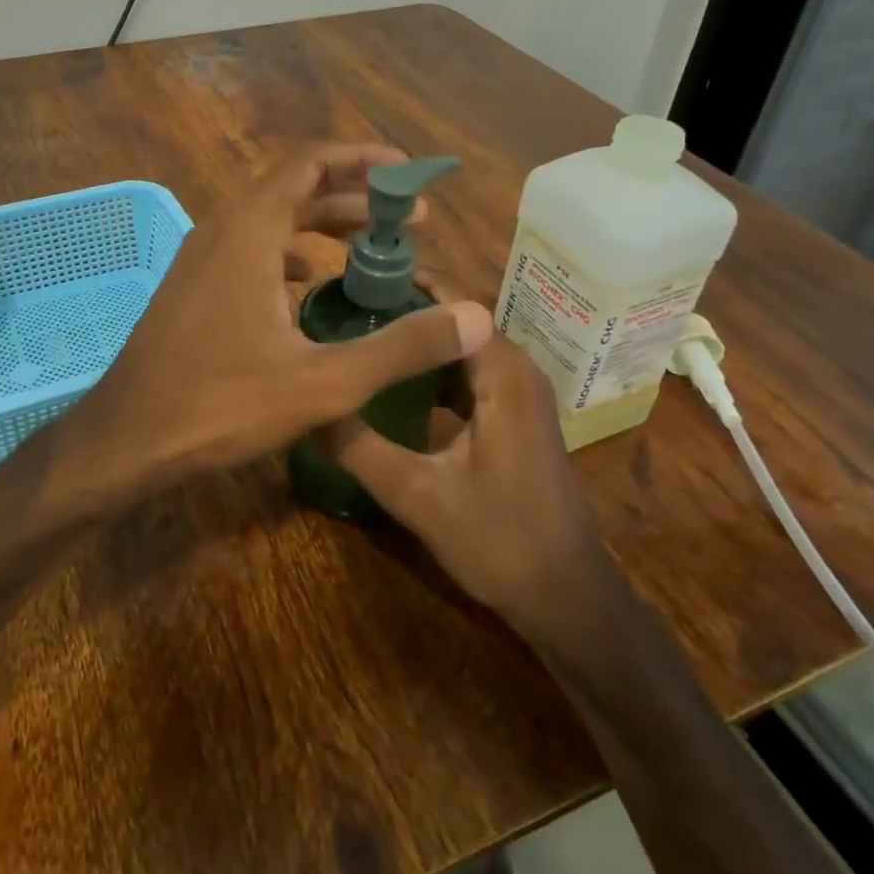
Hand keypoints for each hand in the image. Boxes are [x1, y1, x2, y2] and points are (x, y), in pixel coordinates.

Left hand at [60, 144, 493, 503]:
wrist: (127, 440)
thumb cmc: (221, 406)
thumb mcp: (323, 381)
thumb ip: (401, 347)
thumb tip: (476, 318)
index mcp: (250, 232)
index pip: (311, 164)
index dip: (364, 160)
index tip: (410, 175)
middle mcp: (221, 231)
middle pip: (295, 191)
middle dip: (355, 200)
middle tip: (410, 224)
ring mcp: (199, 260)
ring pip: (270, 224)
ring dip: (322, 230)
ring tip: (371, 255)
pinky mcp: (191, 289)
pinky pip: (248, 253)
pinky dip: (289, 257)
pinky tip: (311, 293)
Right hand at [319, 302, 603, 627]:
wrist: (565, 596)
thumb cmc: (499, 540)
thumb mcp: (418, 495)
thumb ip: (360, 448)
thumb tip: (307, 407)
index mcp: (503, 375)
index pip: (454, 303)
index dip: (406, 283)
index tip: (355, 277)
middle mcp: (517, 372)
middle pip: (456, 321)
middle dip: (405, 310)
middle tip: (346, 306)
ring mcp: (519, 396)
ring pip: (462, 349)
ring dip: (419, 341)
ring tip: (362, 336)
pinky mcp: (514, 418)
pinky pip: (469, 375)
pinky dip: (433, 370)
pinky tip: (394, 385)